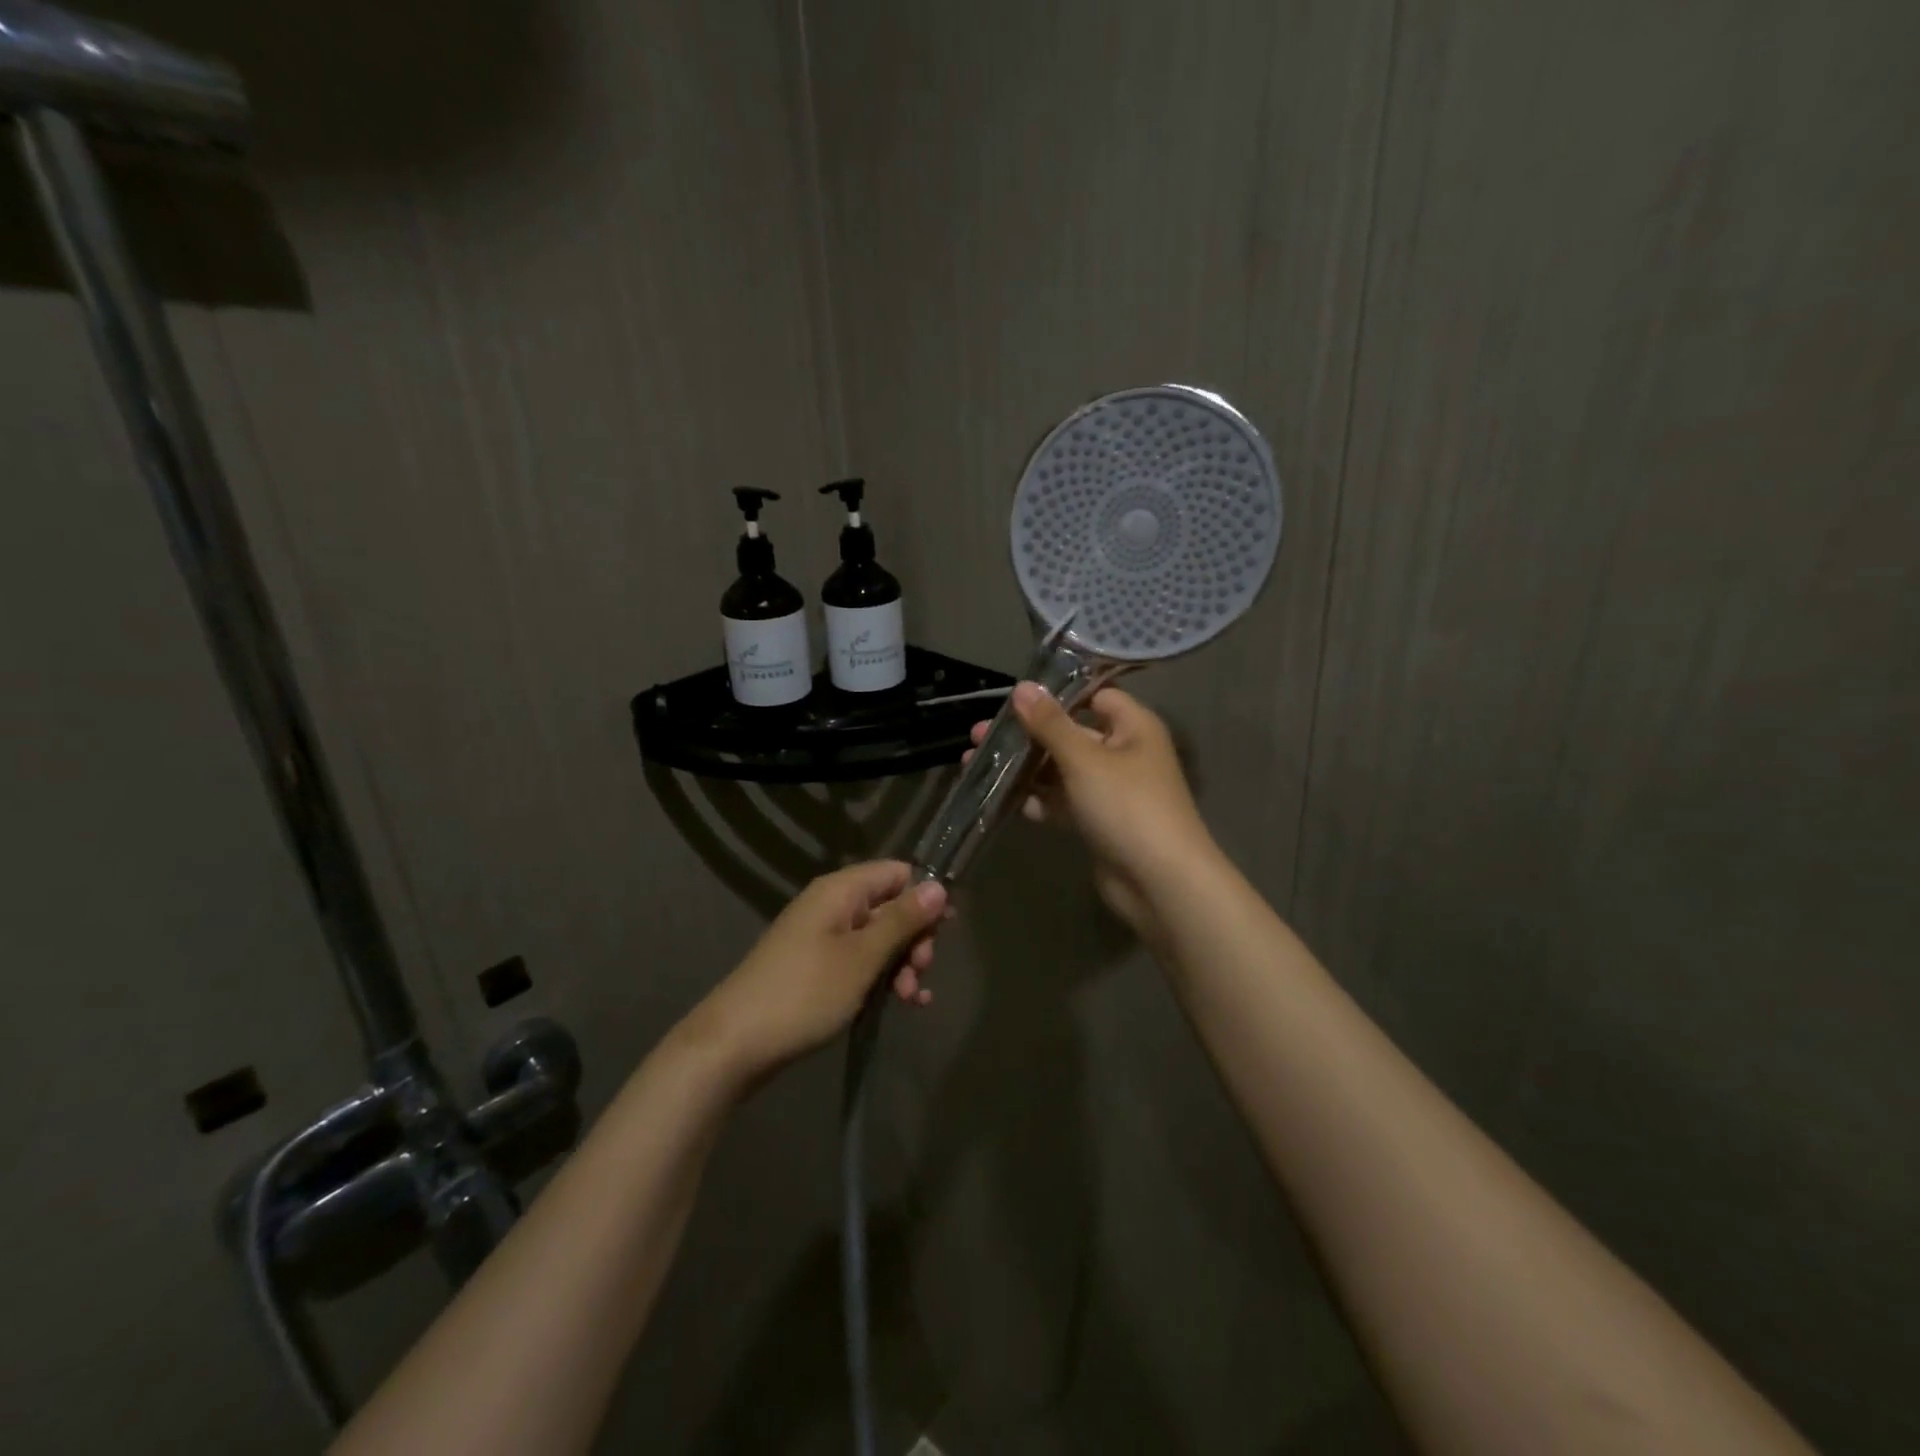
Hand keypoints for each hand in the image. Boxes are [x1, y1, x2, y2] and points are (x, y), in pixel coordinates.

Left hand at [684, 861, 947, 1085]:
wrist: (733, 1044)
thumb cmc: (805, 993)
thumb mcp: (862, 957)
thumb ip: (902, 920)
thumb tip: (938, 886)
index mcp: (840, 890)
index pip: (897, 873)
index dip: (924, 897)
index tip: (945, 931)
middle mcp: (831, 905)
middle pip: (890, 906)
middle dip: (914, 938)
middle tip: (921, 972)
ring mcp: (822, 937)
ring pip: (878, 938)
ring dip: (902, 964)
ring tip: (910, 998)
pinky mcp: (816, 967)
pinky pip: (860, 961)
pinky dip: (882, 978)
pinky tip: (903, 1004)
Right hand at [969, 682, 1215, 944]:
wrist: (1160, 882)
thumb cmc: (1126, 807)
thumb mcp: (1084, 759)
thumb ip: (1050, 723)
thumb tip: (1023, 686)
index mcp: (1133, 726)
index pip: (1094, 696)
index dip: (1056, 695)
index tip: (1013, 699)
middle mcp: (1124, 752)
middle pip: (1070, 734)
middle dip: (1026, 735)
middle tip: (978, 736)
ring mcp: (1111, 790)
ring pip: (1062, 770)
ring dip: (1025, 768)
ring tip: (976, 765)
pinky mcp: (1099, 821)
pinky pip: (1064, 802)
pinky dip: (1039, 800)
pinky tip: (1005, 800)